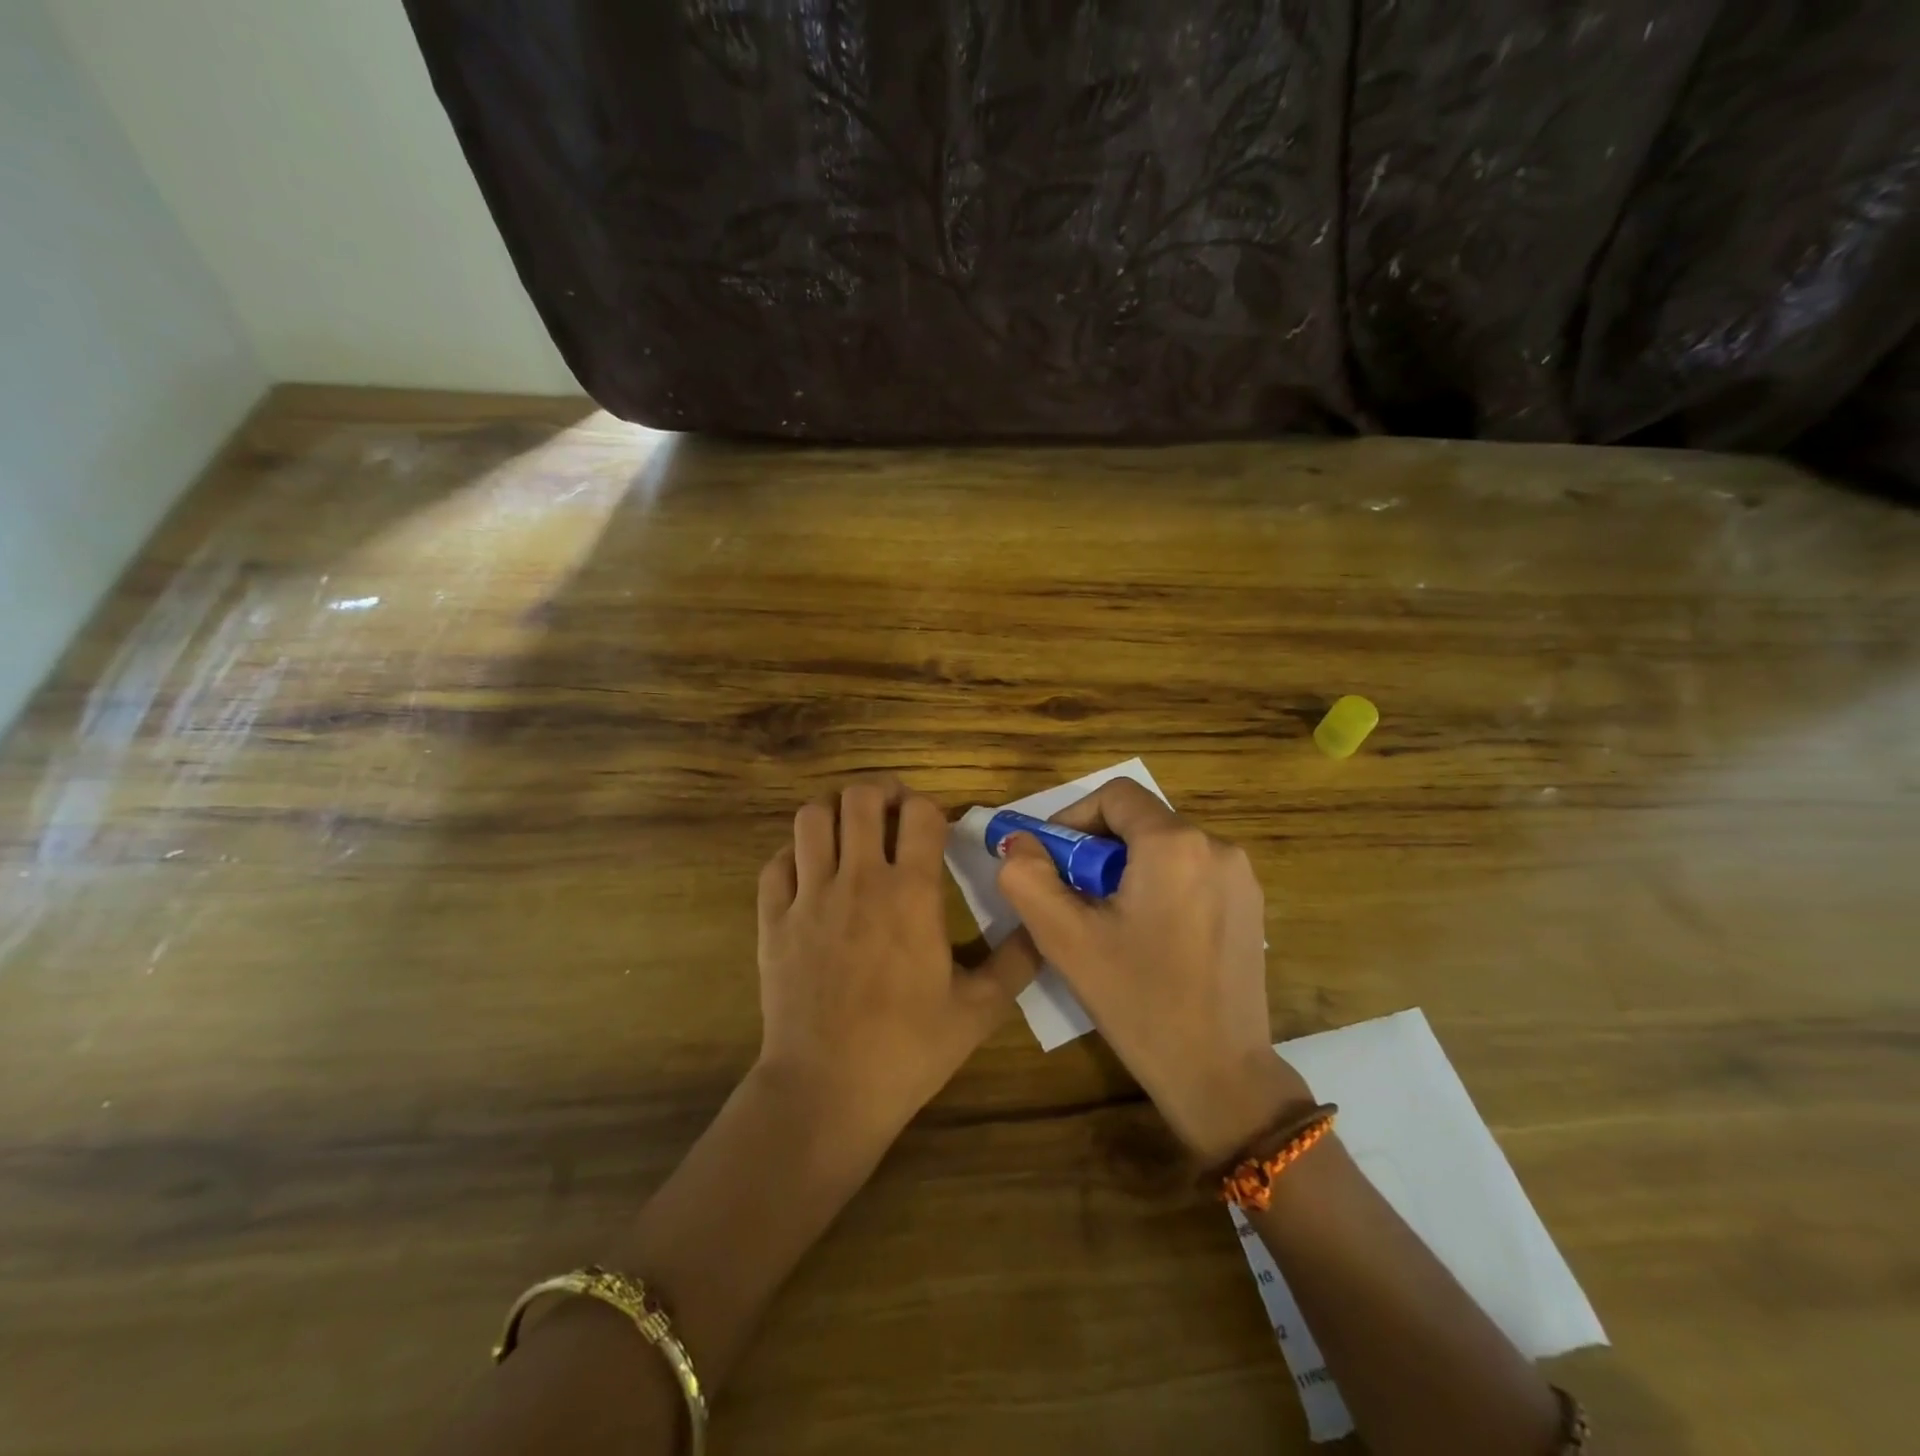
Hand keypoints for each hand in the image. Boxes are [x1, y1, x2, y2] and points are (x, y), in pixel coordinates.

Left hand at [756, 778, 1039, 1144]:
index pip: (921, 813)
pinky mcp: (773, 919)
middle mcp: (858, 880)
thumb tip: (1041, 928)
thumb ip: (1017, 963)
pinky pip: (777, 861)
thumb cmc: (908, 1050)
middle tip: (893, 814)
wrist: (827, 1091)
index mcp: (911, 894)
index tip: (935, 829)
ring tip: (851, 832)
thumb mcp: (978, 1011)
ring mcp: (809, 897)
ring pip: (812, 818)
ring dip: (835, 813)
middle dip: (882, 794)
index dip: (931, 808)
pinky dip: (795, 854)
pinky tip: (812, 872)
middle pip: (861, 798)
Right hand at [993, 780, 1310, 1163]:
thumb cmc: (1139, 1002)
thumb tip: (1018, 843)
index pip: (1114, 795)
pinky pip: (1192, 873)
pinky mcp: (1250, 907)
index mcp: (1175, 844)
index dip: (1073, 819)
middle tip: (1073, 899)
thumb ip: (1028, 878)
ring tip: (1108, 923)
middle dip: (1096, 850)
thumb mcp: (1066, 939)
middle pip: (1140, 821)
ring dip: (1126, 870)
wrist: (1221, 1076)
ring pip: (1165, 848)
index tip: (1051, 861)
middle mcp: (1217, 846)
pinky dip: (1159, 887)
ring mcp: (1241, 877)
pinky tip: (1149, 938)